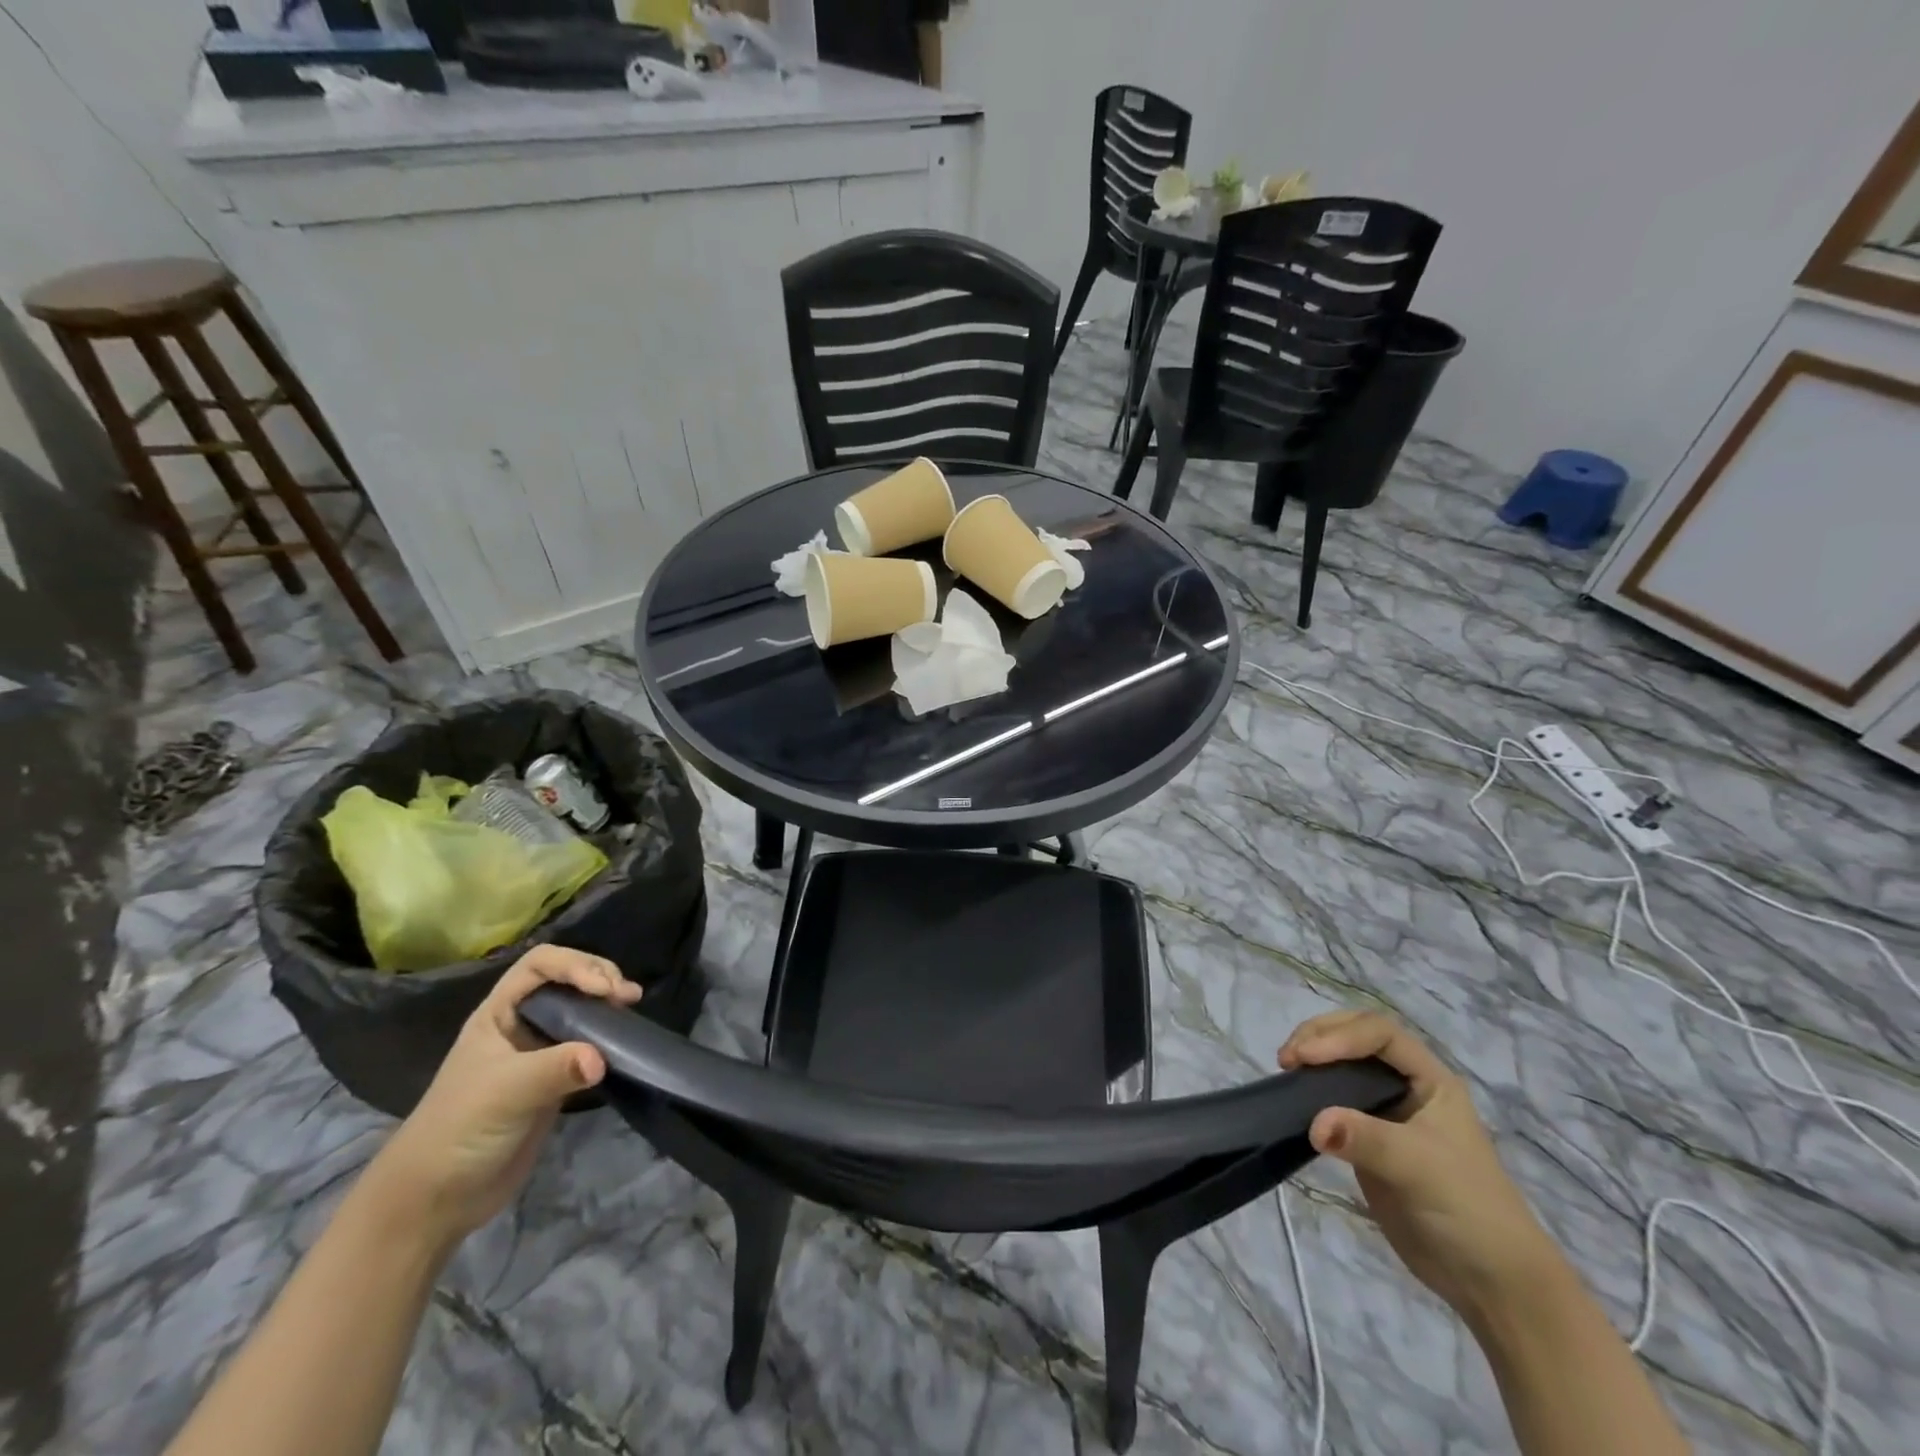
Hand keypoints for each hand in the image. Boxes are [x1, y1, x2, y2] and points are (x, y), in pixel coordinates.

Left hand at [369, 945, 640, 1245]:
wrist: (436, 1200)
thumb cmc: (459, 1130)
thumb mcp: (505, 1093)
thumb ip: (555, 1069)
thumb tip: (602, 1058)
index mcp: (498, 1013)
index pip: (540, 964)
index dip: (575, 966)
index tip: (604, 990)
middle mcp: (520, 1024)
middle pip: (566, 979)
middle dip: (598, 977)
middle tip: (626, 996)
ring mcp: (538, 1052)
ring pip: (580, 1009)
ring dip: (607, 1003)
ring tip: (632, 1008)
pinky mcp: (554, 1080)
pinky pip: (587, 1045)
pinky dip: (608, 1037)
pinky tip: (625, 1041)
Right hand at [1279, 1011, 1565, 1320]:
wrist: (1490, 1281)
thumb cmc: (1467, 1210)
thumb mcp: (1419, 1167)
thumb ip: (1366, 1139)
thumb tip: (1313, 1124)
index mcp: (1431, 1079)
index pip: (1379, 1034)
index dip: (1340, 1037)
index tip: (1305, 1058)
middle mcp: (1408, 1086)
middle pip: (1358, 1037)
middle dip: (1321, 1036)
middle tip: (1288, 1057)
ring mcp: (1387, 1112)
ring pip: (1344, 1065)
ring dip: (1314, 1059)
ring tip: (1286, 1070)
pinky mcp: (1369, 1140)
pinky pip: (1335, 1100)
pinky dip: (1312, 1092)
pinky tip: (1295, 1100)